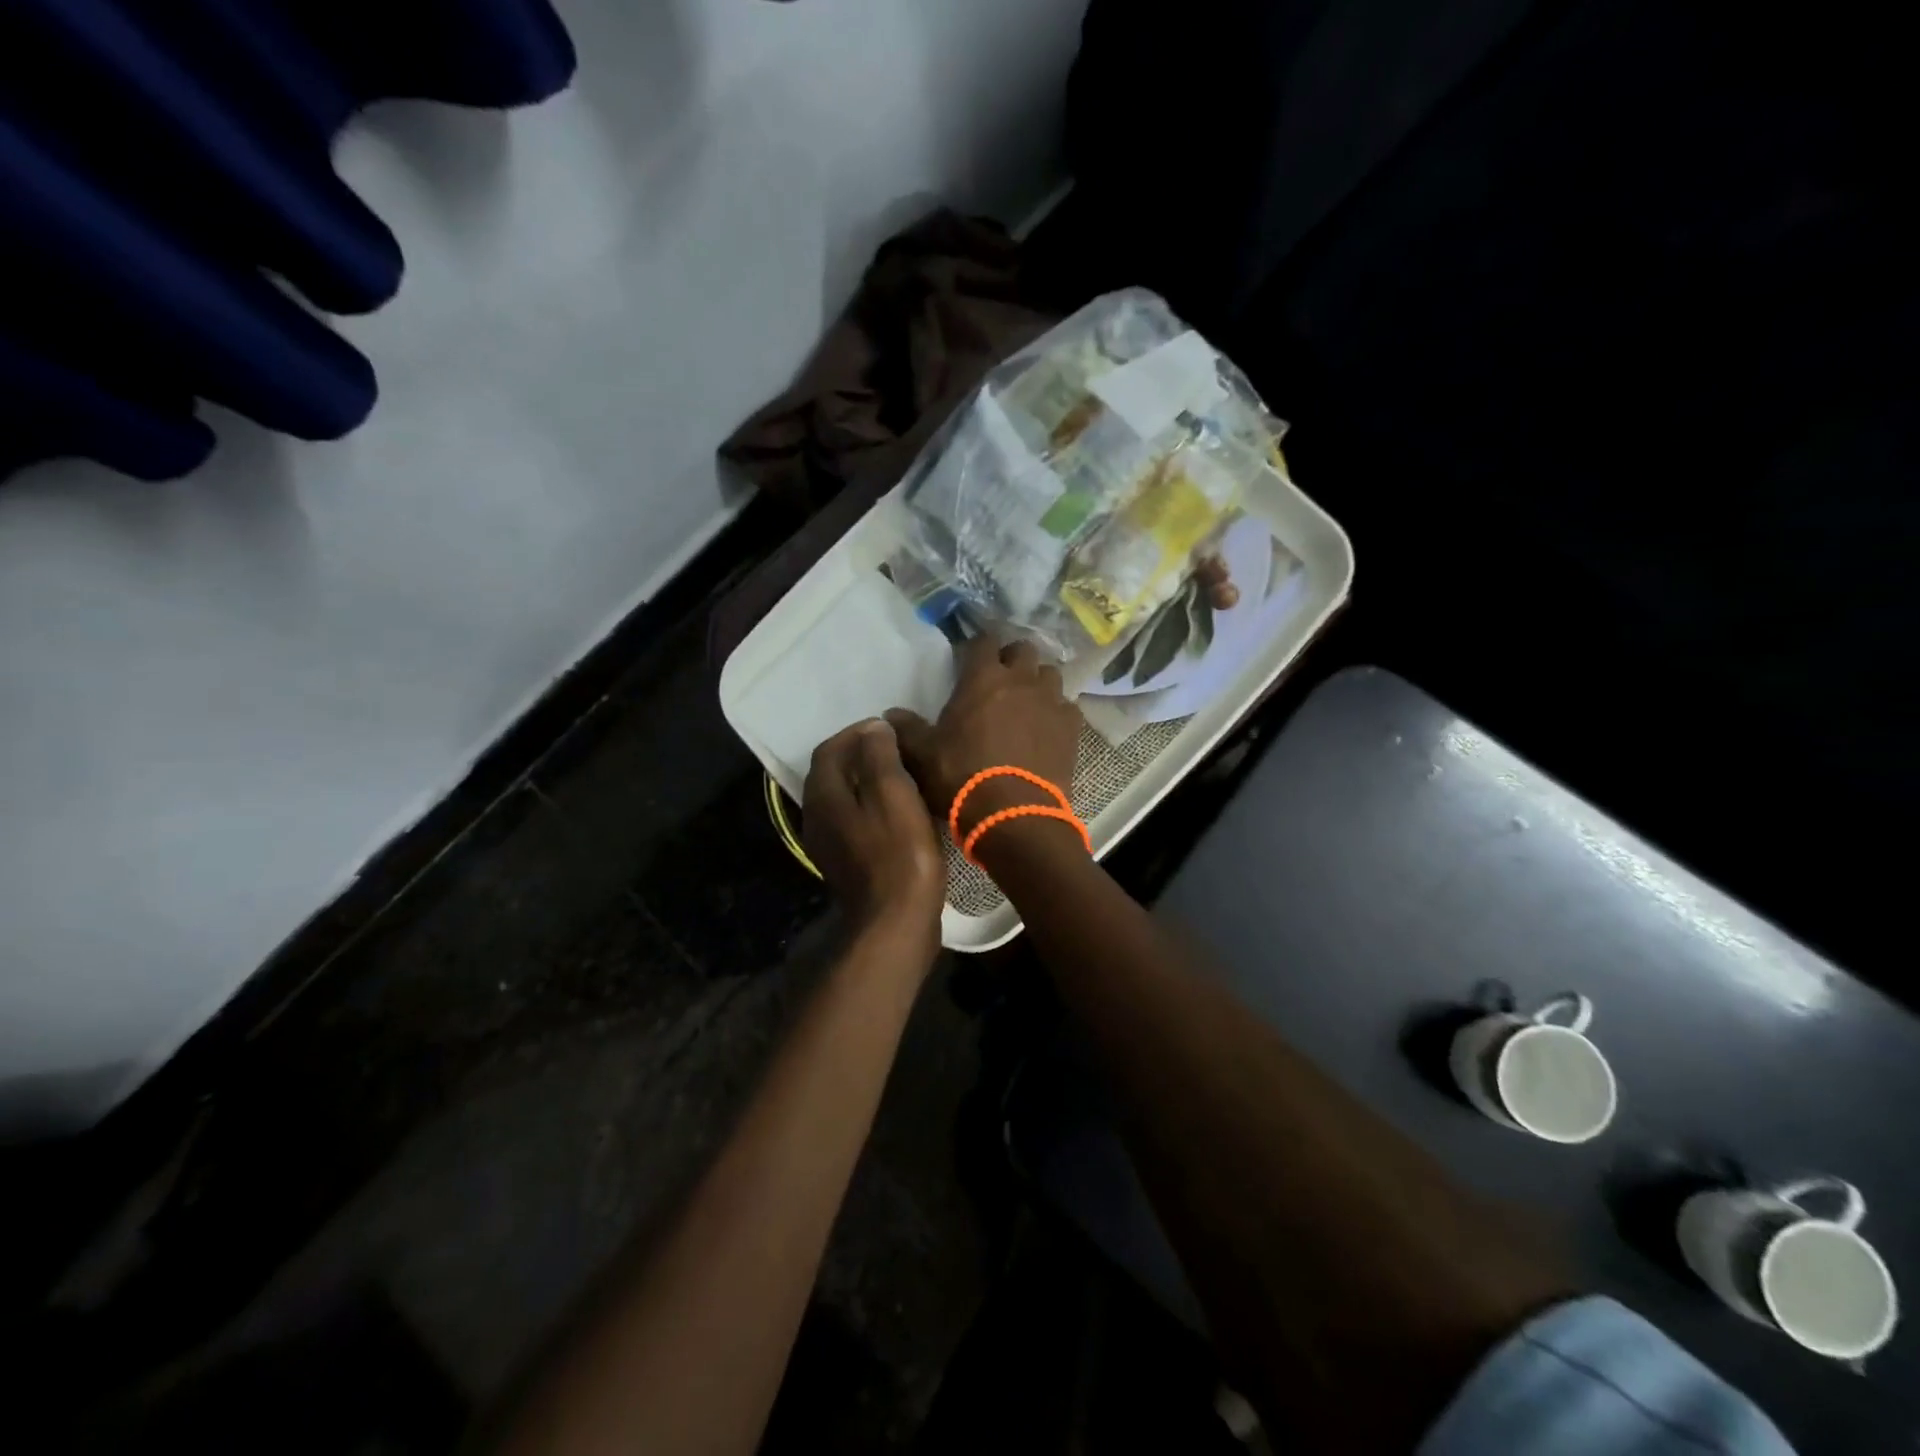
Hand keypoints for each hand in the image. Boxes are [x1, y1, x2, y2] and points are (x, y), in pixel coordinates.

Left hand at [803, 719, 945, 962]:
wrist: (895, 923)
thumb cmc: (899, 854)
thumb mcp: (893, 794)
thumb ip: (880, 756)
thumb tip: (874, 728)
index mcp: (823, 796)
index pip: (829, 749)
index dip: (856, 732)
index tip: (888, 727)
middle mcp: (816, 818)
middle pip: (832, 773)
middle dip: (860, 755)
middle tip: (896, 748)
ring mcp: (828, 845)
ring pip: (843, 799)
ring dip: (866, 781)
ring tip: (901, 775)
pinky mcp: (846, 864)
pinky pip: (853, 821)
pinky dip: (871, 806)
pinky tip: (898, 812)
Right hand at [886, 635, 1083, 842]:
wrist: (1013, 815)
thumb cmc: (962, 778)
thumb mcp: (923, 755)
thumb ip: (906, 729)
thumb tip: (890, 715)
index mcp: (983, 678)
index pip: (983, 640)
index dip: (976, 647)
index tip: (969, 660)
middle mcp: (1021, 680)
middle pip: (1024, 649)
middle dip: (1012, 658)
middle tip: (1000, 678)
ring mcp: (1051, 702)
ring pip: (1050, 674)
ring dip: (1037, 682)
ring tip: (1027, 702)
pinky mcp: (1072, 728)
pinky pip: (1067, 708)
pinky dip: (1056, 713)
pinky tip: (1047, 729)